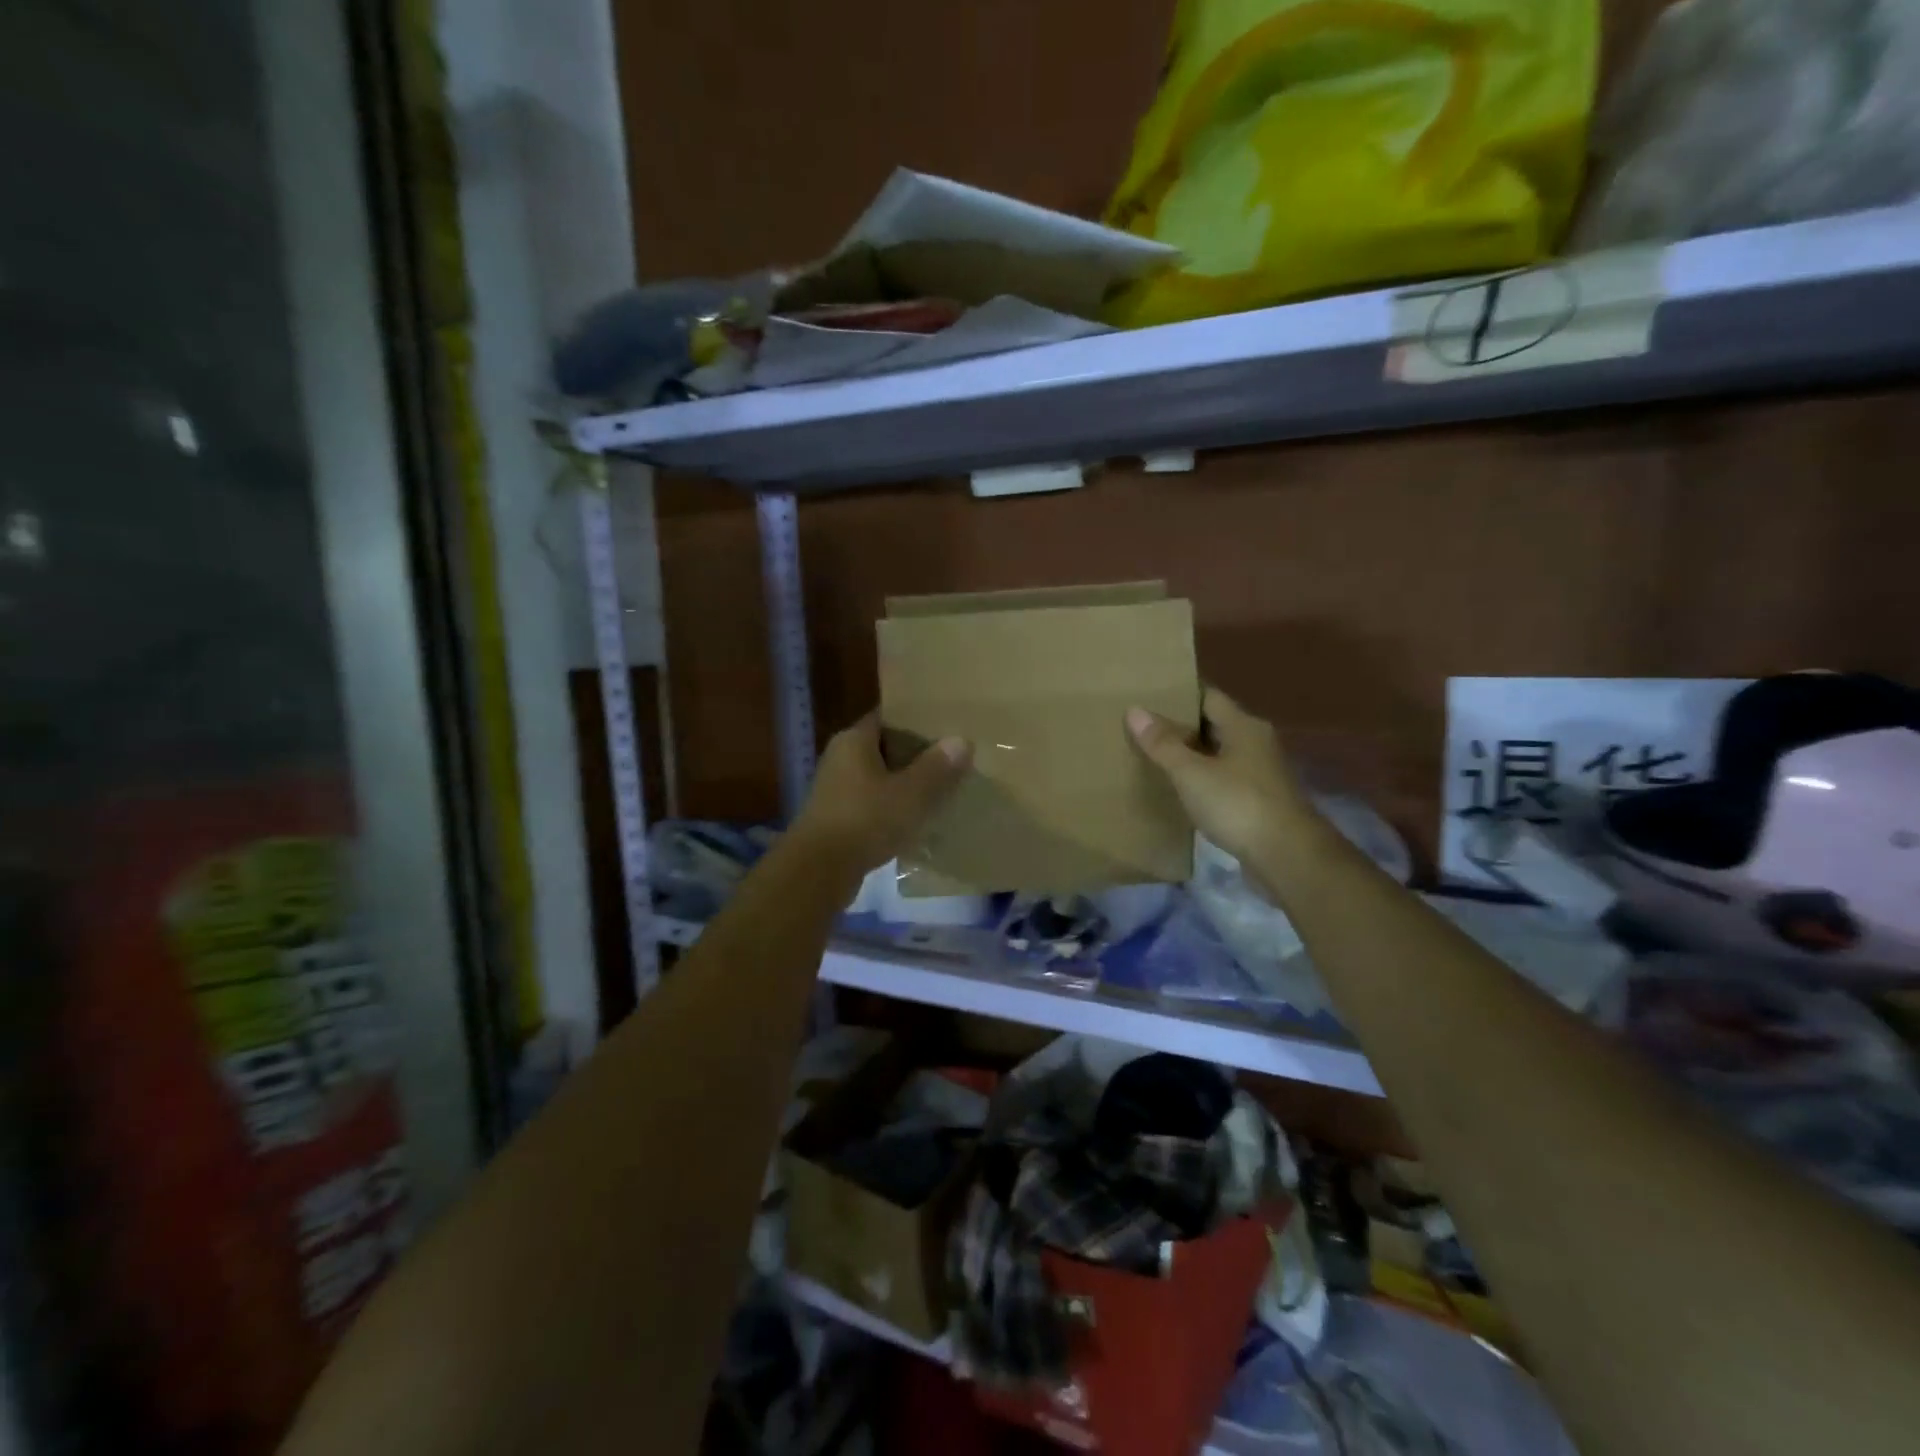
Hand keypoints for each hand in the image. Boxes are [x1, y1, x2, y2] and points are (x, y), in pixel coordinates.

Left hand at [790, 713, 970, 874]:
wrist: (818, 872)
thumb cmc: (865, 820)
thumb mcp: (911, 793)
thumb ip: (937, 767)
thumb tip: (961, 740)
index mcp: (854, 740)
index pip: (888, 717)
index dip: (916, 720)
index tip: (946, 727)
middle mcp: (840, 758)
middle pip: (884, 748)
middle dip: (915, 755)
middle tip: (951, 760)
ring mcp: (835, 790)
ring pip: (878, 779)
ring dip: (903, 785)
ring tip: (939, 791)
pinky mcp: (835, 819)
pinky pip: (870, 805)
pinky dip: (891, 809)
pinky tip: (915, 821)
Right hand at [1126, 687, 1321, 867]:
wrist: (1287, 856)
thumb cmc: (1238, 804)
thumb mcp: (1191, 773)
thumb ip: (1163, 743)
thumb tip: (1134, 710)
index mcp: (1244, 726)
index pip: (1208, 696)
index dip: (1179, 694)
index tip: (1149, 697)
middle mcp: (1256, 743)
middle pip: (1214, 725)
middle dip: (1182, 726)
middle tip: (1144, 727)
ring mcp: (1261, 773)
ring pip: (1220, 754)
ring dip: (1192, 755)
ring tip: (1155, 757)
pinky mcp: (1259, 801)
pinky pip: (1225, 780)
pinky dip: (1203, 780)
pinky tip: (1181, 790)